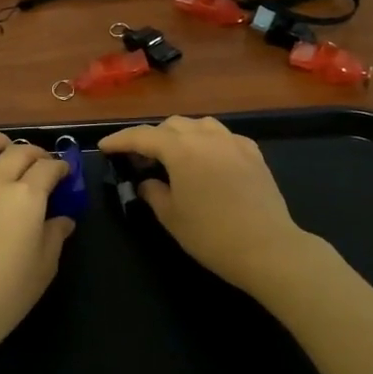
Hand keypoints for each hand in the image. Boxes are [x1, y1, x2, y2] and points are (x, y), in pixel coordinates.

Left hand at [0, 131, 76, 368]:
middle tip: (40, 166)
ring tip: (3, 148)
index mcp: (27, 198)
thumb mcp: (44, 268)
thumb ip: (55, 235)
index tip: (64, 175)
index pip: (49, 169)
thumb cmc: (5, 296)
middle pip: (19, 152)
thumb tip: (62, 219)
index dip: (61, 168)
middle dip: (35, 154)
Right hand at [98, 115, 315, 296]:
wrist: (267, 248)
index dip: (121, 140)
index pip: (143, 136)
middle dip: (152, 137)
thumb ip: (154, 193)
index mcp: (181, 150)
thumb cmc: (212, 235)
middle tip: (139, 158)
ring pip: (200, 125)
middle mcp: (207, 137)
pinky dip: (208, 142)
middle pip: (172, 126)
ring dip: (181, 134)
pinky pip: (224, 137)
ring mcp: (234, 142)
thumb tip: (147, 182)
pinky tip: (207, 159)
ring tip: (173, 155)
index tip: (105, 146)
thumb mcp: (172, 217)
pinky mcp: (254, 154)